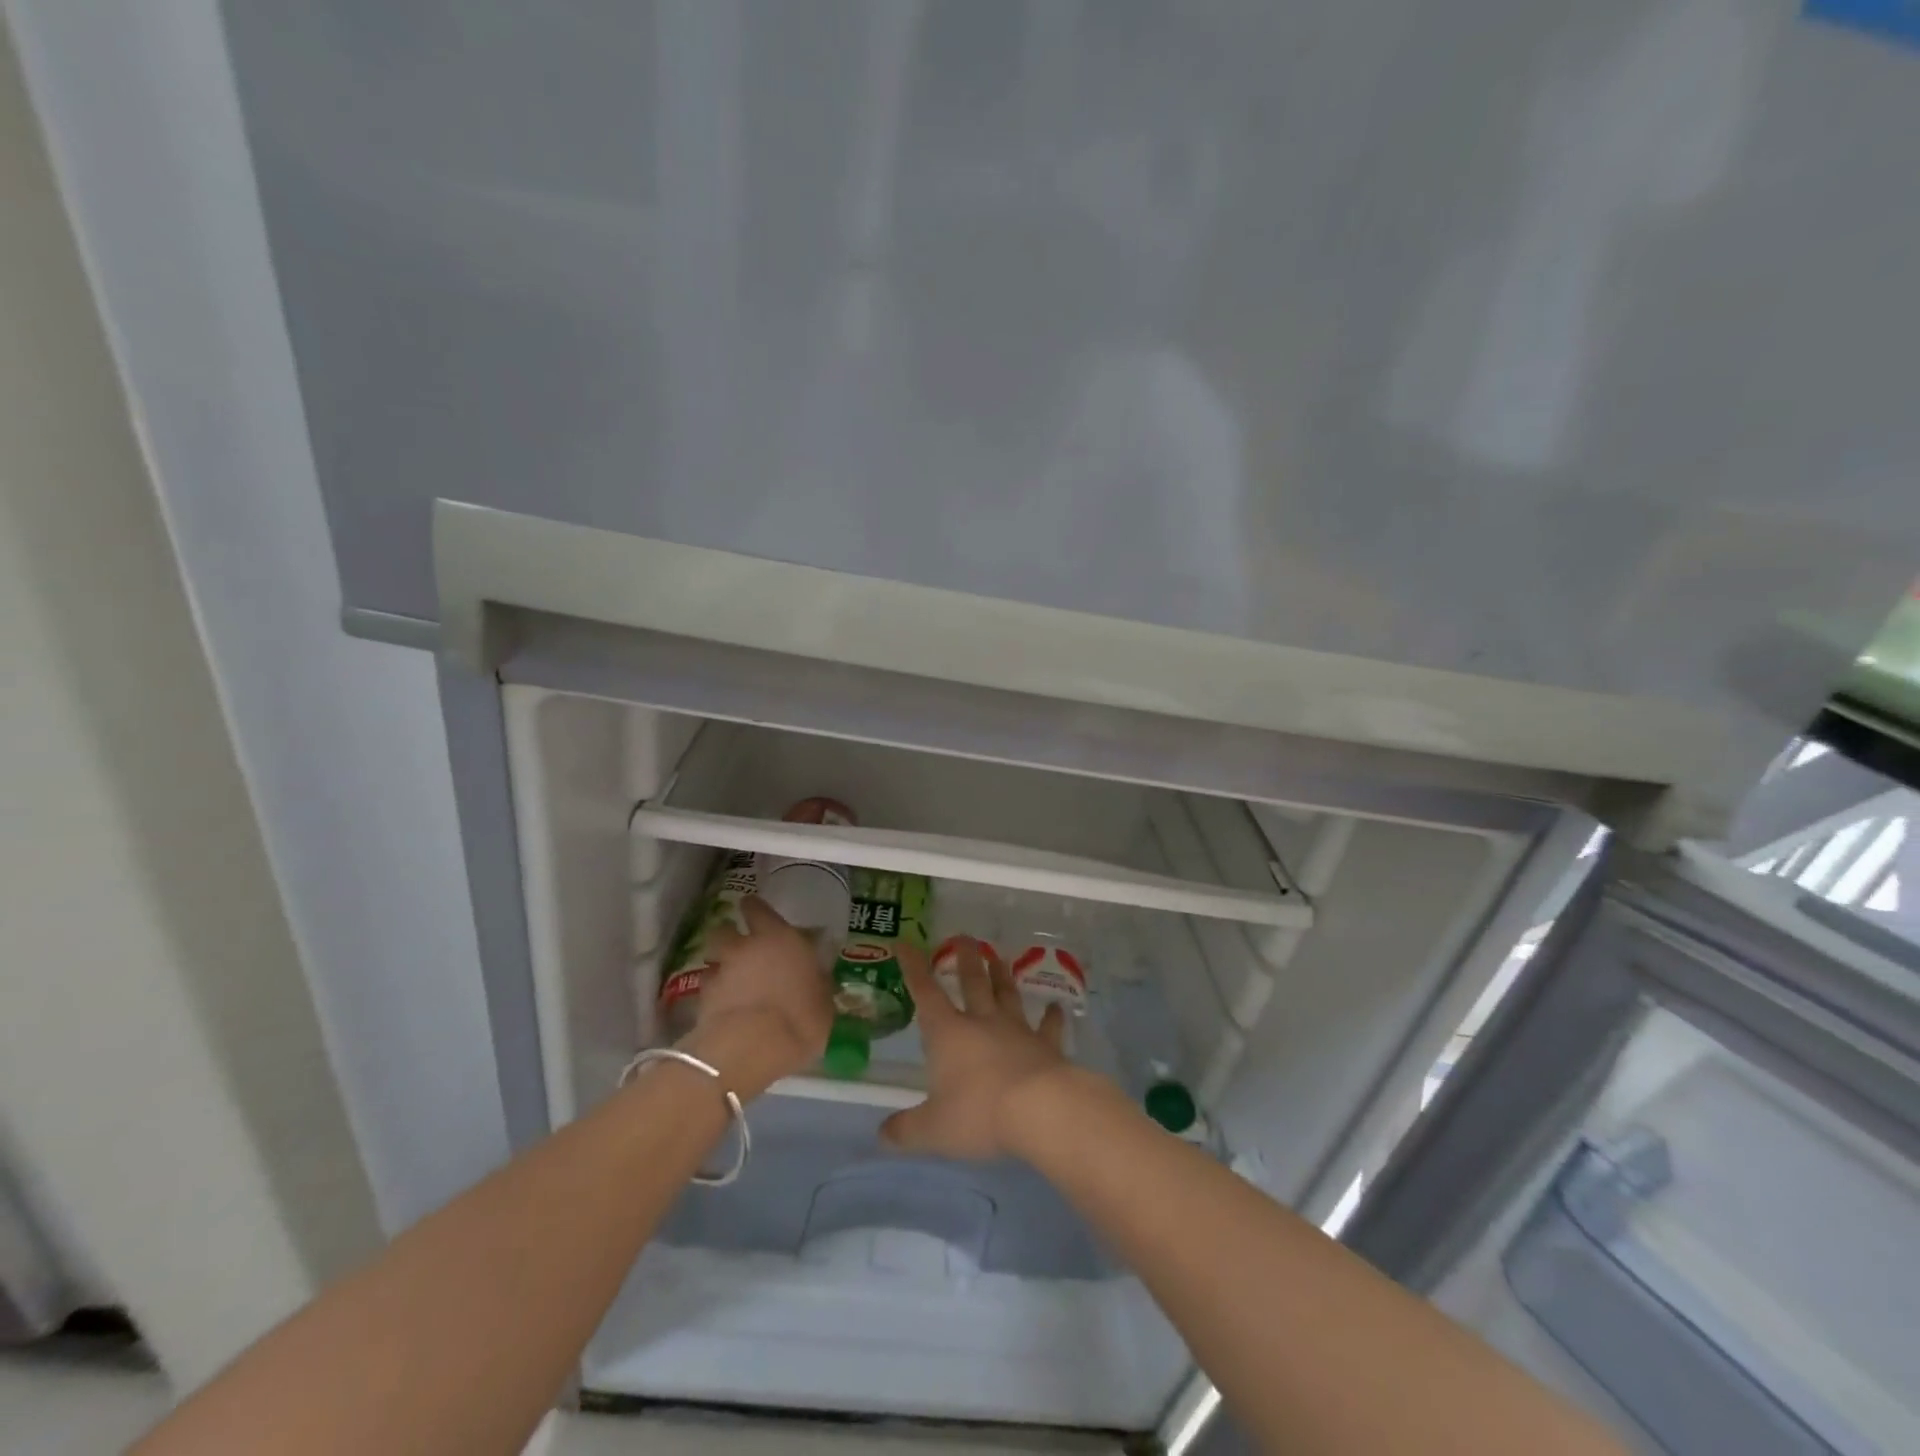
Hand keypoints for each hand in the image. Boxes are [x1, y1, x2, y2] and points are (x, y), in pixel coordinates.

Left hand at [680, 897, 832, 1098]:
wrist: (753, 1047)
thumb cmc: (801, 1018)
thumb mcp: (823, 1000)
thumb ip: (815, 982)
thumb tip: (816, 977)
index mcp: (780, 938)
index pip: (759, 910)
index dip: (754, 908)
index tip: (753, 908)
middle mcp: (746, 947)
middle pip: (726, 929)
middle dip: (730, 935)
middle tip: (739, 947)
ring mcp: (721, 972)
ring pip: (712, 957)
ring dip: (720, 964)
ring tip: (729, 978)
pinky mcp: (702, 999)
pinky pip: (707, 988)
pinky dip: (713, 993)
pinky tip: (722, 1006)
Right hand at [880, 937, 1071, 1158]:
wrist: (1041, 1110)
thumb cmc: (979, 1113)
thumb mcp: (933, 1129)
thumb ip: (906, 1130)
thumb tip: (882, 1134)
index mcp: (949, 1033)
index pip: (925, 992)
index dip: (913, 967)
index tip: (905, 942)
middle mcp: (982, 1022)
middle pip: (972, 982)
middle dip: (965, 959)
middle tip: (963, 937)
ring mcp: (1017, 1030)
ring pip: (1007, 995)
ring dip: (1002, 976)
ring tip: (999, 957)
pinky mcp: (1047, 1047)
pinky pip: (1049, 1027)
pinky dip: (1052, 1017)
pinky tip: (1057, 1007)